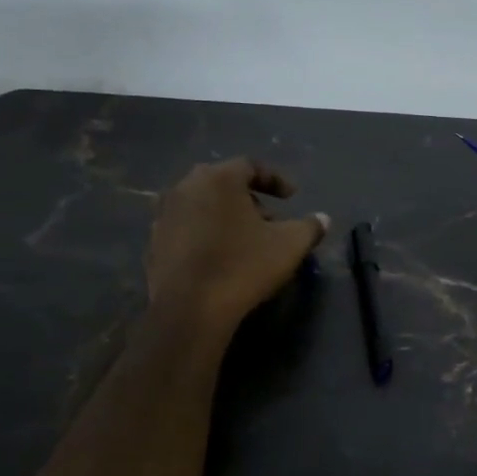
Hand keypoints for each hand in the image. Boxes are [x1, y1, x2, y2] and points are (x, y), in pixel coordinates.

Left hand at [145, 159, 327, 335]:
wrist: (189, 309)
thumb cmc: (243, 266)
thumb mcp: (289, 245)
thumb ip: (310, 227)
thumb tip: (322, 219)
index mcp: (218, 178)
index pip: (250, 165)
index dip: (275, 179)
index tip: (292, 196)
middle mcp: (186, 187)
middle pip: (223, 183)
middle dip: (249, 198)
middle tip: (269, 219)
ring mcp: (165, 214)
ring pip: (202, 204)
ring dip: (224, 216)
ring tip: (245, 239)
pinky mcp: (154, 242)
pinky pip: (186, 228)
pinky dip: (204, 233)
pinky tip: (219, 256)